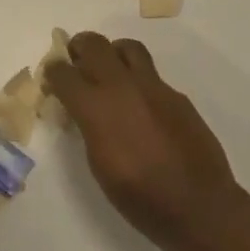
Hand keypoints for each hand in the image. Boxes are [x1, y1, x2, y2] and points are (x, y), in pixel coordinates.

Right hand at [45, 33, 241, 249]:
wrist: (197, 205)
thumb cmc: (138, 197)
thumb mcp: (98, 164)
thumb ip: (87, 127)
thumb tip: (82, 111)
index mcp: (96, 108)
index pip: (64, 73)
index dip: (53, 72)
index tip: (52, 78)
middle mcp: (123, 87)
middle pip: (94, 44)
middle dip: (79, 48)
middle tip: (76, 62)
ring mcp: (154, 87)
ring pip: (127, 48)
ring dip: (112, 53)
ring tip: (109, 71)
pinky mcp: (177, 95)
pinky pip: (151, 75)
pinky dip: (138, 80)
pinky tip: (141, 106)